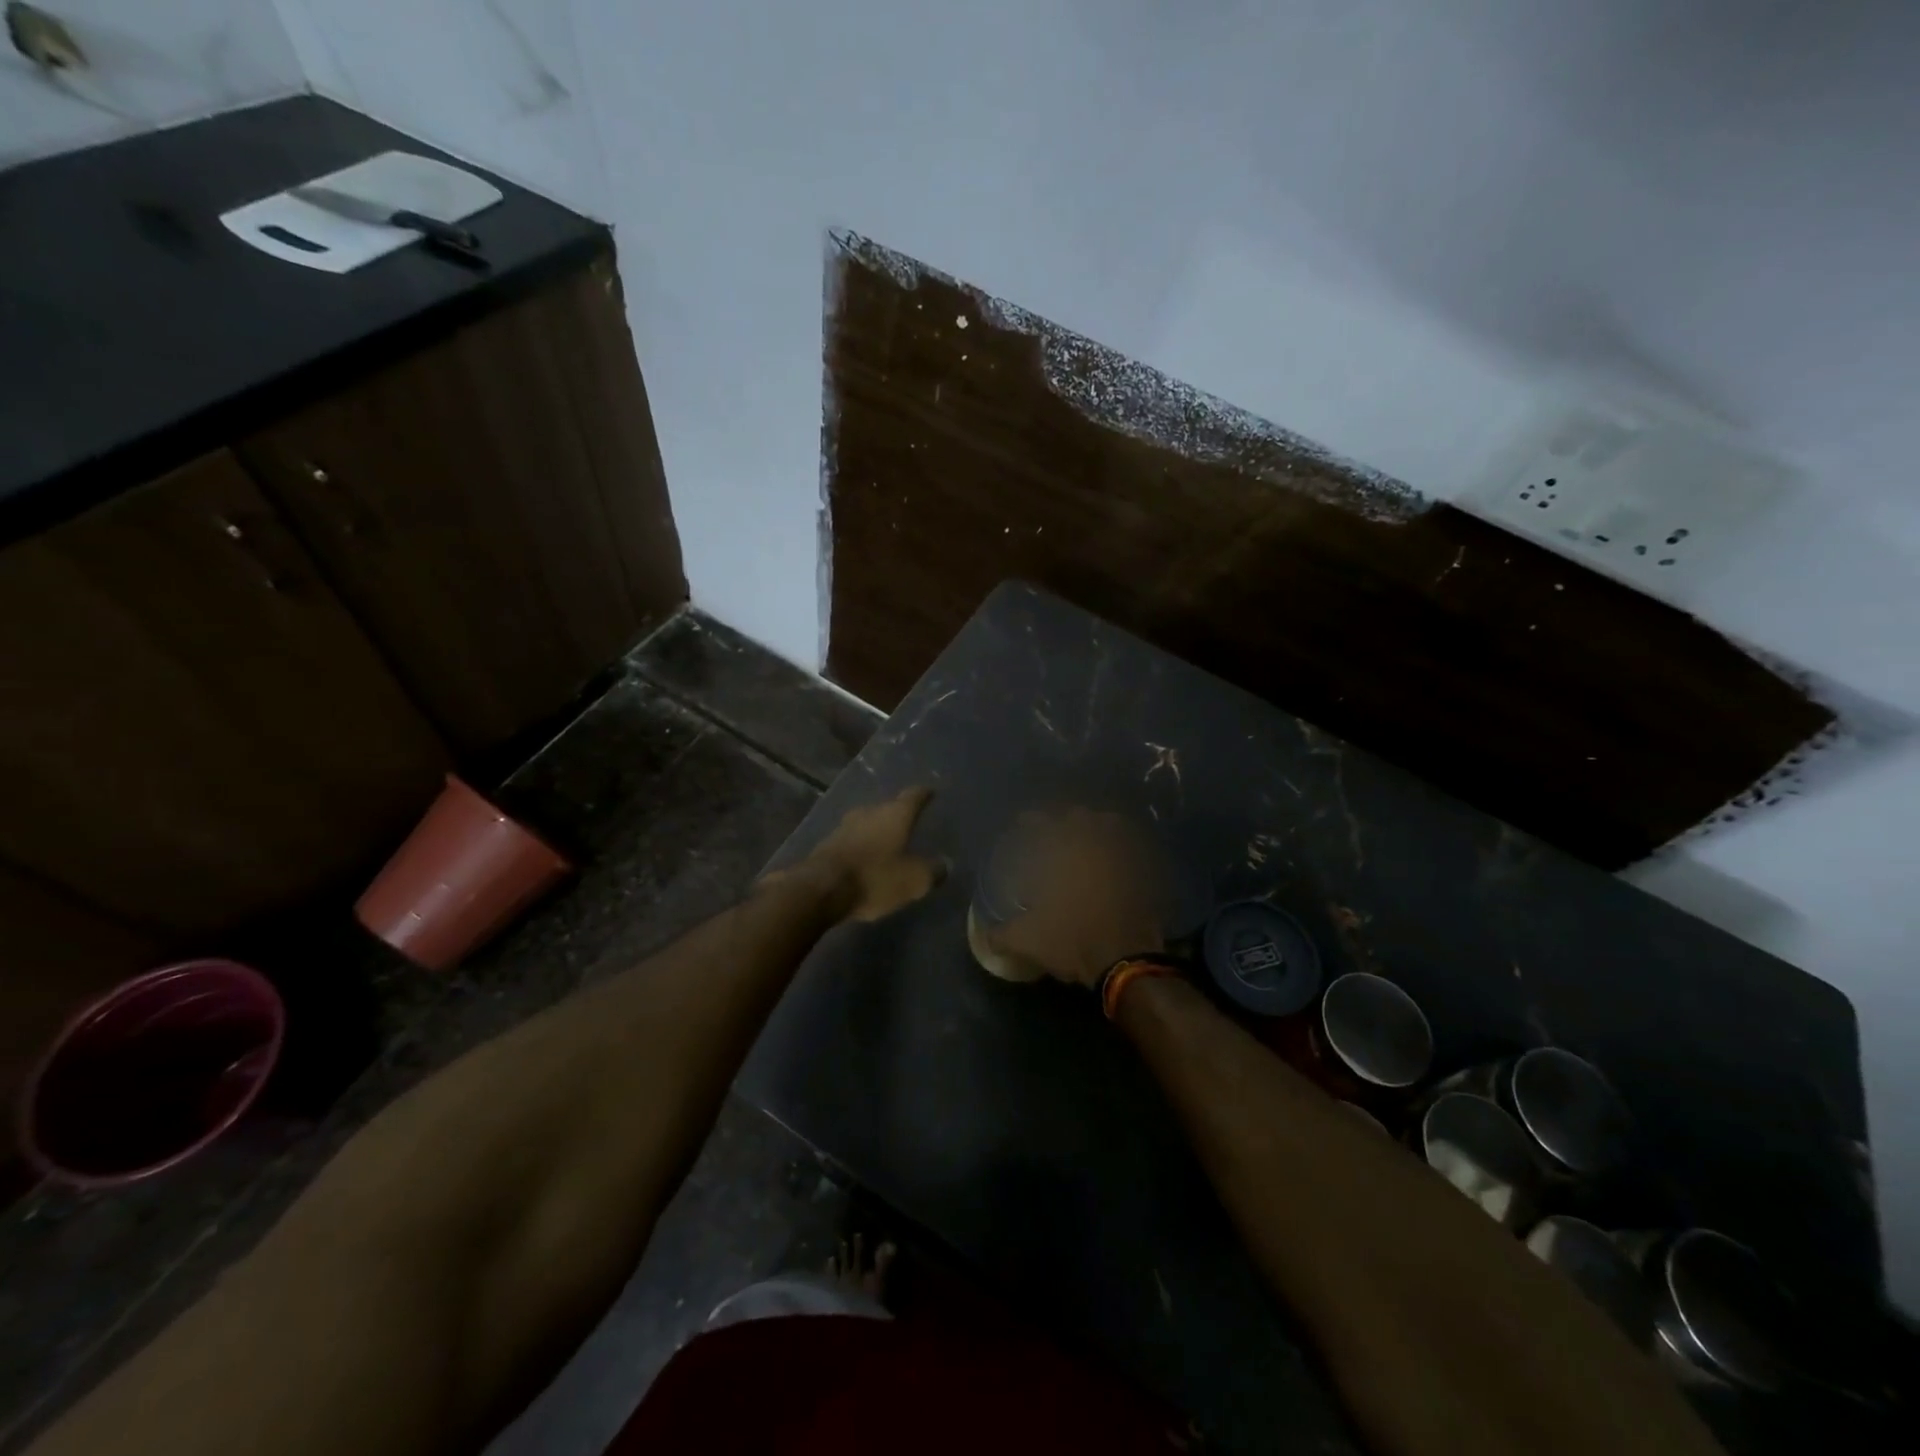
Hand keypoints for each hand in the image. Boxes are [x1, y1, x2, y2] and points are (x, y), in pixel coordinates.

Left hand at [782, 786, 943, 923]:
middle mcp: (869, 812)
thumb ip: (932, 871)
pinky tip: (865, 858)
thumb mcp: (914, 880)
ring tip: (888, 841)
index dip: (924, 794)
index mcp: (894, 814)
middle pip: (888, 808)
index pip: (914, 796)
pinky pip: (851, 840)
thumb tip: (944, 864)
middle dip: (899, 815)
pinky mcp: (827, 844)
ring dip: (877, 831)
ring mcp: (844, 826)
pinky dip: (861, 846)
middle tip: (910, 822)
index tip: (930, 792)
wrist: (820, 889)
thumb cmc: (875, 878)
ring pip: (867, 823)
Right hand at [985, 808, 1166, 987]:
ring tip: (1085, 843)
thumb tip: (988, 936)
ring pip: (1109, 825)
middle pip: (1078, 815)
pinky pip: (1132, 848)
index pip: (1041, 820)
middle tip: (1054, 834)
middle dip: (1064, 820)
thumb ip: (1003, 934)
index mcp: (1064, 848)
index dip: (1029, 820)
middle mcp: (1095, 840)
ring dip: (1096, 828)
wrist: (1128, 960)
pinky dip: (1121, 849)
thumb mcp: (1028, 940)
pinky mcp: (1146, 870)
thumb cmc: (1073, 939)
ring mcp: (1125, 853)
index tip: (1022, 825)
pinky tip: (1112, 864)